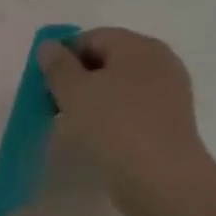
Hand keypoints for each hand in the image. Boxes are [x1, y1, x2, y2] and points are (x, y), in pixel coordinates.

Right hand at [38, 28, 210, 206]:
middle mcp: (159, 61)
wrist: (161, 178)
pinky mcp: (170, 121)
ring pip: (120, 86)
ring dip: (93, 99)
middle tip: (56, 105)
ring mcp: (169, 92)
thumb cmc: (113, 125)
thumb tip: (49, 46)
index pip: (91, 37)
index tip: (45, 85)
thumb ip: (57, 65)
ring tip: (74, 124)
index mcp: (138, 46)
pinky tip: (98, 137)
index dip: (63, 57)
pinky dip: (112, 116)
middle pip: (108, 60)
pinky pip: (132, 108)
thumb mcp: (73, 91)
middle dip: (78, 78)